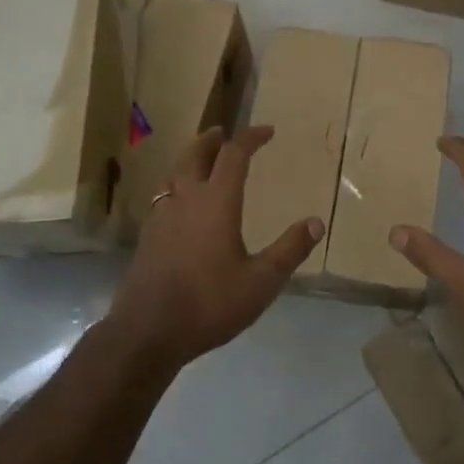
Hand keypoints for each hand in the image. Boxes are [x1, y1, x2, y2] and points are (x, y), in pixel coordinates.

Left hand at [106, 126, 322, 369]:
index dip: (251, 138)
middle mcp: (186, 199)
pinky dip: (177, 186)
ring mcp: (161, 216)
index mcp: (216, 201)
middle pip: (195, 154)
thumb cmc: (209, 303)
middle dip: (211, 140)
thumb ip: (290, 250)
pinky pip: (163, 196)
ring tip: (202, 163)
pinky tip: (181, 205)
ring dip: (191, 160)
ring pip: (174, 173)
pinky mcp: (147, 236)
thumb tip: (316, 222)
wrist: (148, 332)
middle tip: (223, 133)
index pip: (234, 155)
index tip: (267, 131)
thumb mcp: (261, 281)